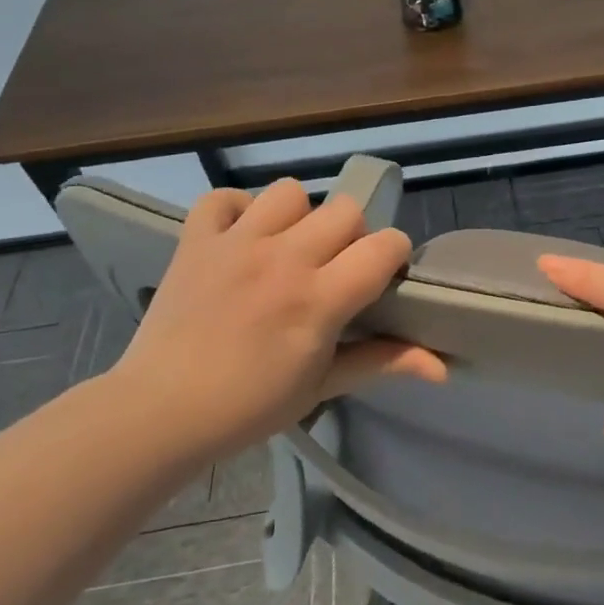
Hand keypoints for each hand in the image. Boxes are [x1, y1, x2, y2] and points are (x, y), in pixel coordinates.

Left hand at [109, 179, 443, 458]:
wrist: (159, 412)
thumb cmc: (249, 406)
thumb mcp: (323, 386)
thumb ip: (383, 362)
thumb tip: (443, 368)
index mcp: (320, 298)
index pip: (384, 246)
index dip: (395, 256)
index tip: (383, 278)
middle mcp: (284, 258)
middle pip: (345, 210)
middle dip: (352, 236)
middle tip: (335, 270)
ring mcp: (236, 243)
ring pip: (290, 192)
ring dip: (299, 217)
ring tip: (287, 250)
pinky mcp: (196, 240)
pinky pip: (223, 198)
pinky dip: (237, 211)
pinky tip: (241, 239)